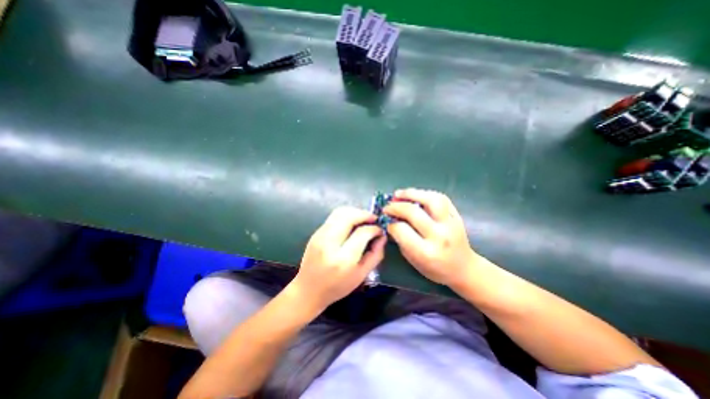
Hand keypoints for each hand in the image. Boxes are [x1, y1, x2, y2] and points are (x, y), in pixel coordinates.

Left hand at [289, 207, 386, 312]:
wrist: (308, 290)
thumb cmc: (337, 287)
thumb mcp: (361, 275)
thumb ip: (375, 255)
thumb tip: (382, 236)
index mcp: (343, 259)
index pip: (362, 233)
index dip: (374, 229)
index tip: (380, 230)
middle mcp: (329, 243)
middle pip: (349, 216)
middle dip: (364, 214)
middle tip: (373, 219)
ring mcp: (320, 236)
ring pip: (340, 212)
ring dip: (355, 212)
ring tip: (364, 219)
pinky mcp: (316, 233)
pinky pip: (333, 217)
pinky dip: (346, 215)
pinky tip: (352, 223)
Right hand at [383, 187, 476, 284]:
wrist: (463, 268)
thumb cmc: (435, 269)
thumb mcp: (413, 260)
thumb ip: (401, 240)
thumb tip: (390, 221)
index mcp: (426, 252)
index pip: (402, 230)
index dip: (390, 223)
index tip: (385, 220)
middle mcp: (439, 236)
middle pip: (413, 212)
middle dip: (395, 206)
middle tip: (387, 206)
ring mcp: (450, 224)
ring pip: (430, 199)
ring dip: (411, 194)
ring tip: (399, 194)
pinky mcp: (457, 216)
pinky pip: (441, 198)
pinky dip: (425, 193)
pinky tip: (415, 195)